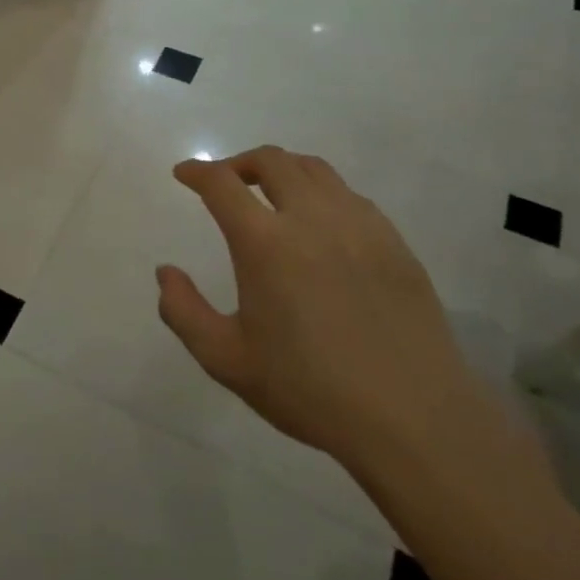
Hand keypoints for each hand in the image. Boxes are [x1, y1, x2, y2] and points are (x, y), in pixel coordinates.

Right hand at [156, 147, 485, 469]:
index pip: (222, 183)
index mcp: (265, 243)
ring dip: (282, 170)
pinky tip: (320, 224)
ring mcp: (360, 227)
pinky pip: (351, 196)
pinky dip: (322, 193)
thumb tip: (166, 272)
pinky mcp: (394, 243)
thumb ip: (184, 311)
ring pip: (315, 170)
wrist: (413, 419)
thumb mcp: (226, 360)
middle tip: (225, 181)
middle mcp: (312, 219)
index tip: (184, 174)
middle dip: (239, 162)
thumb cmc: (309, 389)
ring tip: (270, 193)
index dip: (198, 172)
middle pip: (272, 161)